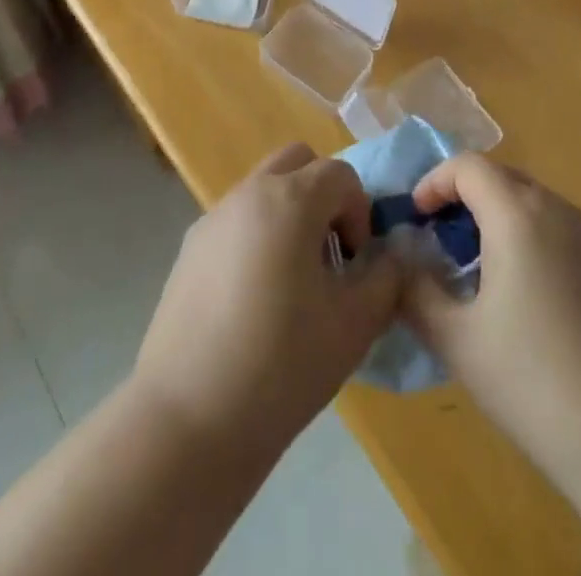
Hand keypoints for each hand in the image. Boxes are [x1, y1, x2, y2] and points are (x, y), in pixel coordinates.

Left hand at [132, 144, 400, 454]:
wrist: (189, 418)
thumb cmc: (282, 365)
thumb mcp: (355, 325)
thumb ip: (386, 278)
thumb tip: (391, 256)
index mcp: (290, 200)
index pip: (340, 174)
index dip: (359, 211)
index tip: (356, 262)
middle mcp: (249, 194)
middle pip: (297, 162)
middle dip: (323, 195)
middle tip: (329, 253)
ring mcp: (213, 218)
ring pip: (263, 189)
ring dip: (289, 214)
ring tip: (293, 282)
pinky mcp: (189, 249)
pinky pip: (236, 220)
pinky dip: (257, 236)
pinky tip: (254, 301)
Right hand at [402, 155, 580, 495]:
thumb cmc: (534, 382)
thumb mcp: (457, 340)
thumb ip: (415, 291)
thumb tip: (398, 261)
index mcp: (517, 215)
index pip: (467, 166)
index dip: (433, 182)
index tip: (414, 219)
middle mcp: (554, 209)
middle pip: (497, 175)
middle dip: (459, 195)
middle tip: (433, 238)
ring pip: (525, 198)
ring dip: (489, 213)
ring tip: (466, 262)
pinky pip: (548, 222)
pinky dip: (518, 231)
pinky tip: (511, 285)